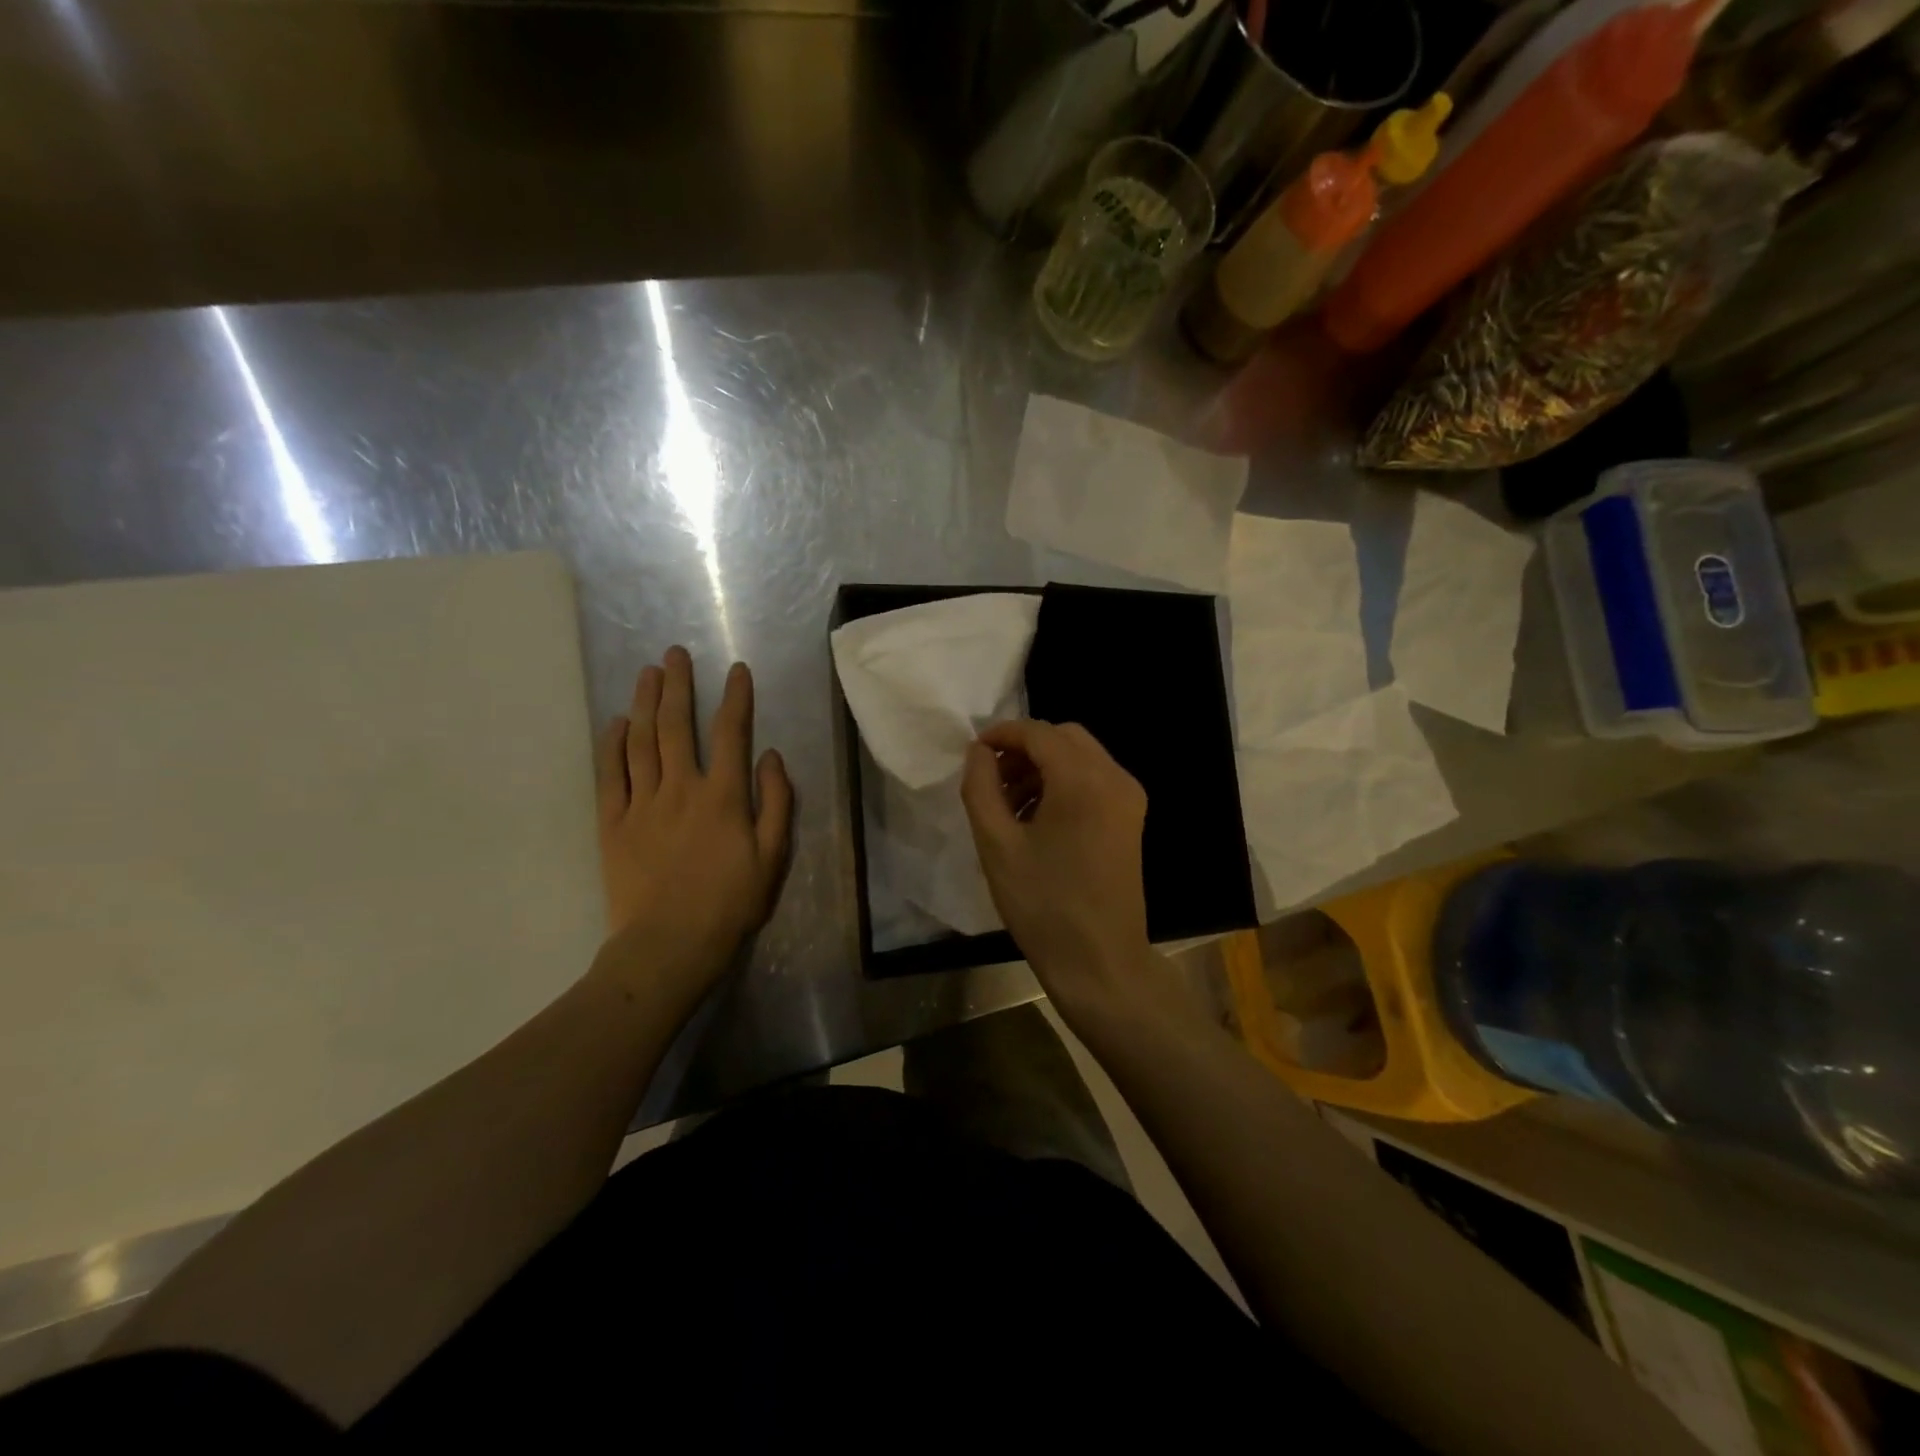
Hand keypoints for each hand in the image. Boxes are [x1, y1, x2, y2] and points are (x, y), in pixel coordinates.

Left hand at [592, 648, 793, 1004]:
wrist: (669, 944)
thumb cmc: (730, 903)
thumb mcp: (773, 857)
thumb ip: (776, 802)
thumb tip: (770, 755)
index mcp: (724, 796)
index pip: (731, 733)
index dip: (735, 698)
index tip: (736, 669)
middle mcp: (681, 788)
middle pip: (677, 726)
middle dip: (678, 685)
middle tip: (674, 654)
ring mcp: (642, 803)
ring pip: (642, 742)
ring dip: (646, 703)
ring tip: (647, 673)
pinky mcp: (613, 823)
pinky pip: (610, 774)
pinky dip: (612, 744)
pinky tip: (617, 722)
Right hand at [960, 720, 1153, 1016]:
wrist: (1100, 961)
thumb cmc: (1043, 904)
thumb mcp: (996, 844)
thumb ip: (981, 786)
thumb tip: (979, 751)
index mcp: (1083, 780)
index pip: (1038, 733)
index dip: (1002, 734)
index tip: (974, 753)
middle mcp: (1114, 778)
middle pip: (1064, 738)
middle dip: (1024, 749)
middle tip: (992, 780)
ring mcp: (1129, 798)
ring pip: (1080, 757)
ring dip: (1043, 766)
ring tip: (1010, 806)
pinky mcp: (1132, 818)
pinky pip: (1094, 780)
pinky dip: (1064, 783)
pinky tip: (1038, 818)